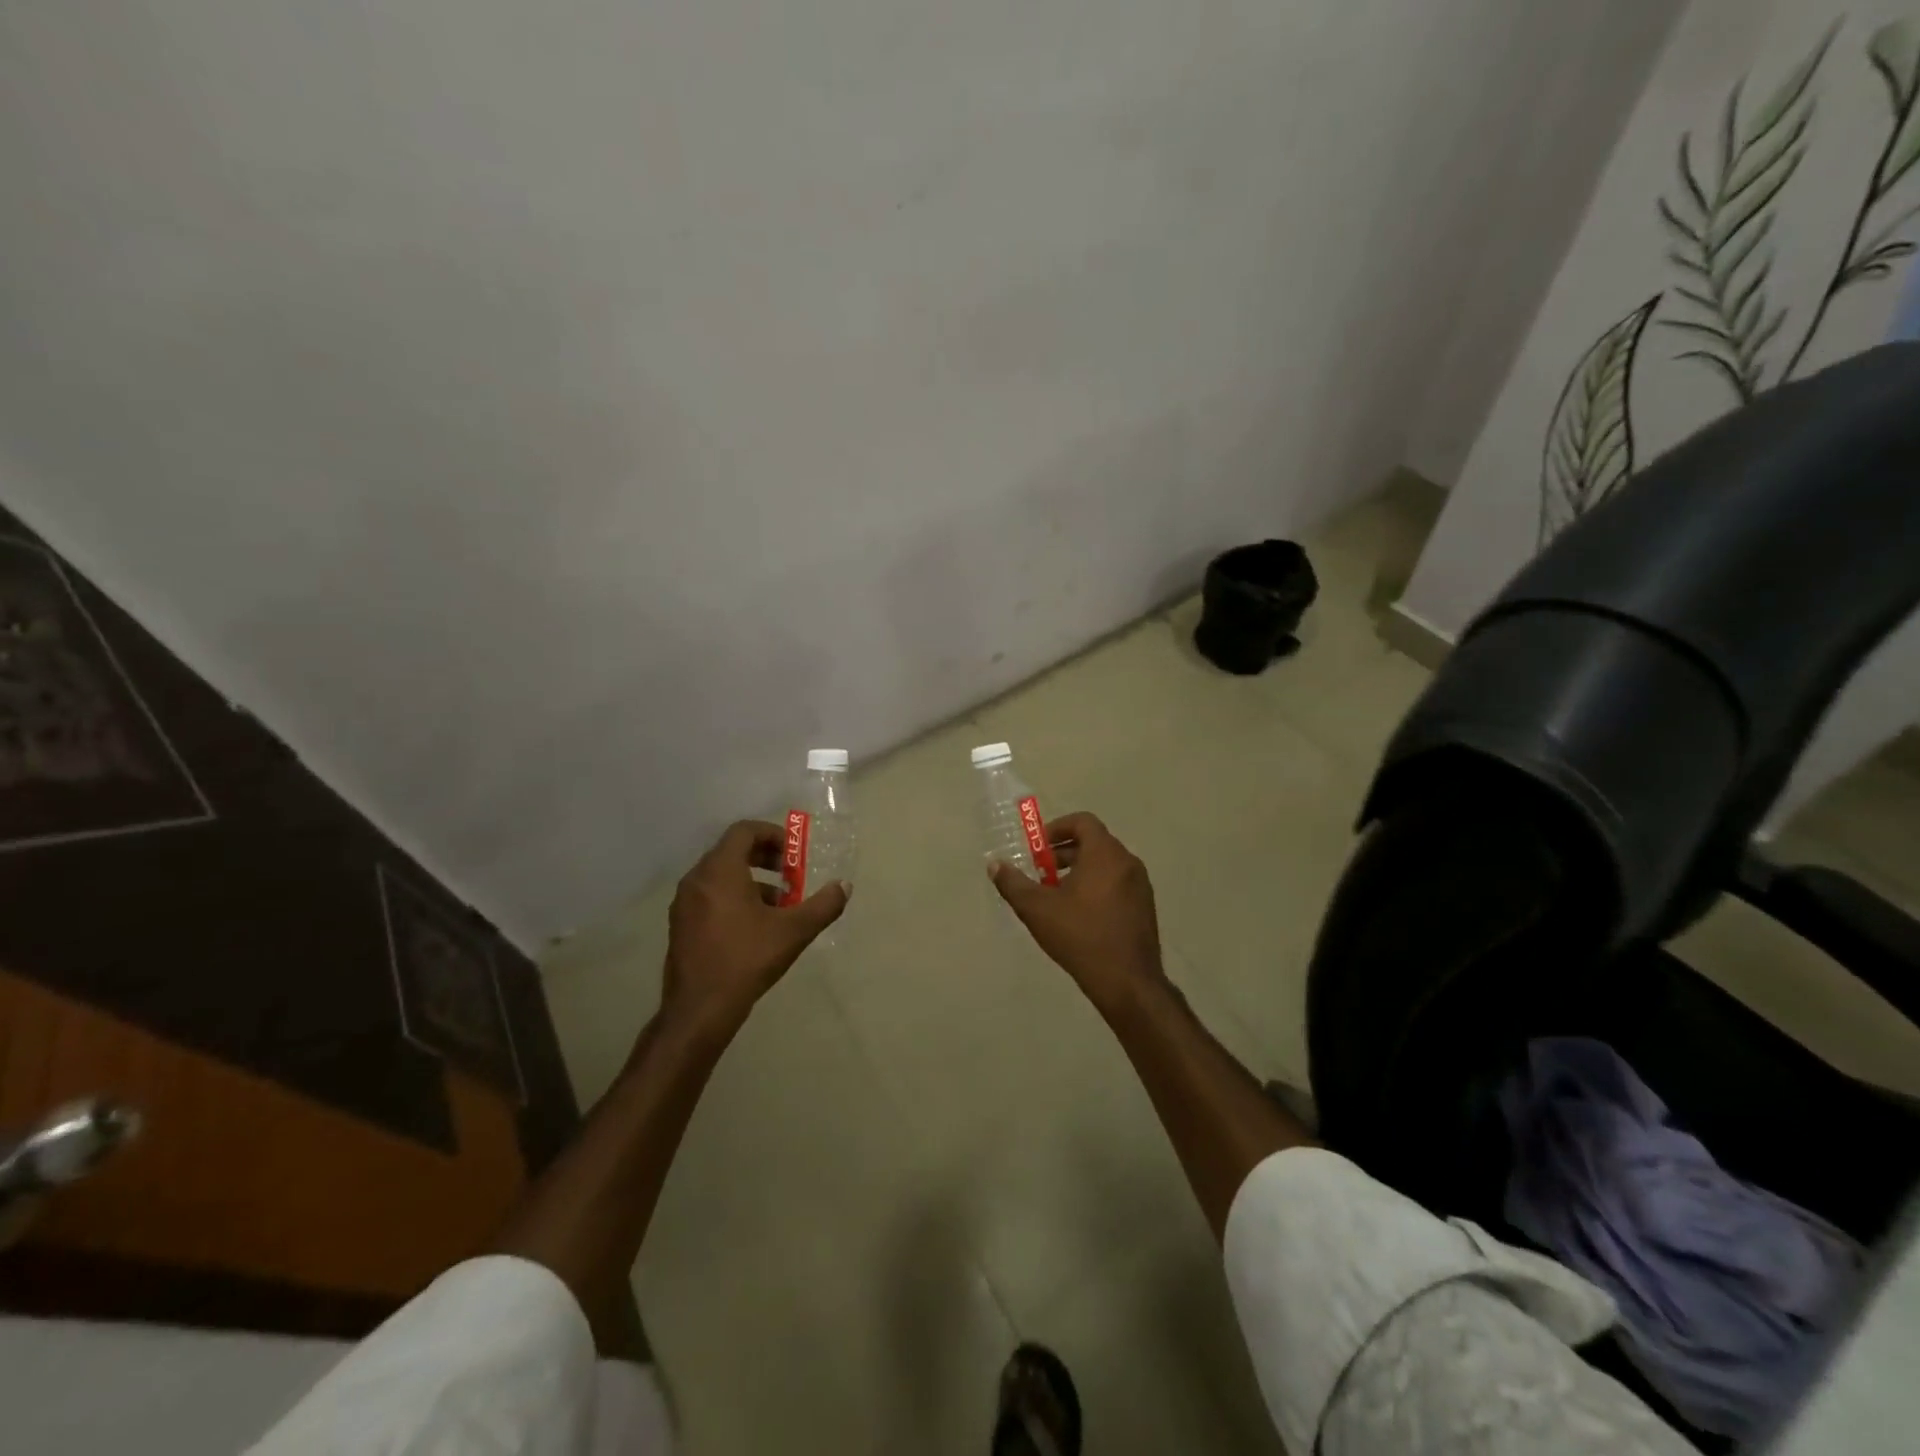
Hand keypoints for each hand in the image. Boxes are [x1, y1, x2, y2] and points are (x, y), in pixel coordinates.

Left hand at [661, 820, 848, 1037]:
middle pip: (731, 851)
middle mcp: (697, 880)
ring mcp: (684, 903)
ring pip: (721, 875)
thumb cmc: (747, 960)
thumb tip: (844, 886)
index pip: (744, 831)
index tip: (794, 854)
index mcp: (720, 871)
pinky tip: (755, 926)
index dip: (772, 835)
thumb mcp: (794, 931)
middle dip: (764, 857)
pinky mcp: (681, 925)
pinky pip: (710, 895)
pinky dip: (734, 896)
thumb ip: (823, 905)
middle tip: (790, 873)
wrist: (699, 1010)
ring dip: (751, 879)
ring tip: (779, 904)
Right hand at [990, 812, 1167, 1013]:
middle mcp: (1127, 862)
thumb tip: (995, 865)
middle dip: (1064, 853)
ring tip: (1056, 896)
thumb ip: (1013, 883)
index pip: (1083, 821)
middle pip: (1094, 843)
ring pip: (1106, 865)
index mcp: (1105, 854)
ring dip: (1079, 871)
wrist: (1127, 982)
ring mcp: (1140, 885)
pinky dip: (1097, 886)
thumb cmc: (1080, 936)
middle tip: (1041, 873)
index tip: (1037, 848)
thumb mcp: (1037, 909)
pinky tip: (1079, 916)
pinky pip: (1117, 884)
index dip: (1057, 828)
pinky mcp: (1145, 907)